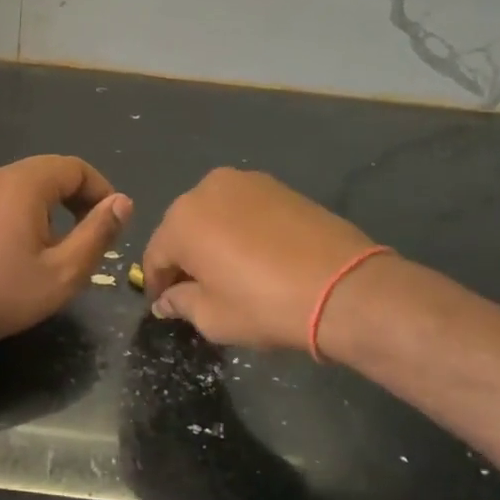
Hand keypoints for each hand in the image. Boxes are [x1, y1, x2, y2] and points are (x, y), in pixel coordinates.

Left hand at [0, 156, 132, 353]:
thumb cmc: (3, 292)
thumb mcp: (63, 271)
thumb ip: (98, 233)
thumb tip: (123, 202)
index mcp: (25, 183)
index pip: (76, 167)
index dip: (101, 190)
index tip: (113, 223)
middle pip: (51, 172)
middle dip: (79, 198)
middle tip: (93, 234)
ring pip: (27, 186)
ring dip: (54, 207)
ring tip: (62, 246)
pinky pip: (5, 199)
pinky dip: (28, 213)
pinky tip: (26, 250)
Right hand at [142, 169, 376, 351]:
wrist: (343, 287)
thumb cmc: (265, 305)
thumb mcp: (213, 317)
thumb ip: (181, 303)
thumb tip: (167, 300)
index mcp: (181, 220)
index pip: (156, 254)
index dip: (158, 283)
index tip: (165, 305)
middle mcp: (205, 190)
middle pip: (182, 228)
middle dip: (185, 257)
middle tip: (197, 289)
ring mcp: (244, 182)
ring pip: (213, 214)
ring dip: (212, 239)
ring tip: (229, 270)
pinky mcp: (276, 185)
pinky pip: (243, 208)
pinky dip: (239, 228)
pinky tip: (255, 255)